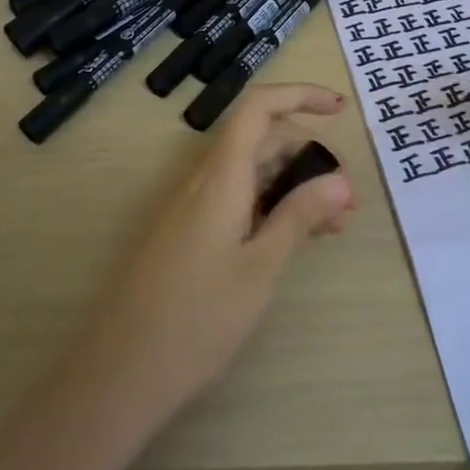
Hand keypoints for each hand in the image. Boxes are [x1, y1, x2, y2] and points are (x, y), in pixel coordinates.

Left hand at [73, 84, 356, 429]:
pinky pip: (235, 200)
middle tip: (348, 200)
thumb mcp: (260, 269)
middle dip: (308, 155)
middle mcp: (202, 181)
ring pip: (250, 173)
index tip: (340, 108)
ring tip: (333, 225)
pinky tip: (294, 238)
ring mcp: (191, 208)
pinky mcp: (187, 233)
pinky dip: (270, 207)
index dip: (299, 95)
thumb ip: (300, 217)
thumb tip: (341, 180)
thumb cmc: (197, 320)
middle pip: (260, 141)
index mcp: (220, 177)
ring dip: (293, 186)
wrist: (120, 374)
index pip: (259, 108)